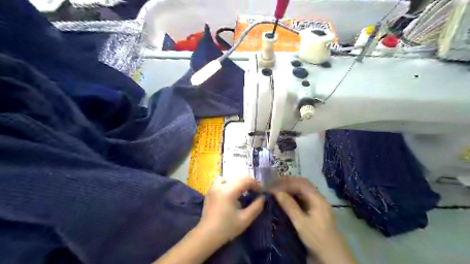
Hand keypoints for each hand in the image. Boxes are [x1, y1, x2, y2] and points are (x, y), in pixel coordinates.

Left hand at [197, 177, 263, 244]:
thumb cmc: (227, 228)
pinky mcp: (209, 191)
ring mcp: (213, 187)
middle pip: (238, 178)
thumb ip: (256, 207)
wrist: (207, 235)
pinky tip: (230, 195)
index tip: (261, 192)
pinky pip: (220, 182)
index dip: (255, 184)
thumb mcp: (245, 219)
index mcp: (229, 191)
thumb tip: (263, 197)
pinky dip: (227, 184)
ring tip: (241, 193)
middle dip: (248, 183)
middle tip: (254, 192)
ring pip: (229, 178)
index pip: (246, 180)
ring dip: (237, 183)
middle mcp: (220, 185)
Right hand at [272, 177, 356, 263]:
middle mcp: (319, 199)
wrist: (333, 257)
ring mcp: (318, 205)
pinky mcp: (316, 212)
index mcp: (318, 199)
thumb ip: (289, 206)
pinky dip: (294, 197)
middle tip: (274, 185)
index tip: (274, 186)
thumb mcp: (301, 223)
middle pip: (303, 185)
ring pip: (303, 191)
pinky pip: (304, 199)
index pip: (301, 183)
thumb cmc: (317, 239)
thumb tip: (276, 192)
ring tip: (278, 191)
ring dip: (291, 189)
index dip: (287, 182)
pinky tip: (286, 200)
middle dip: (288, 183)